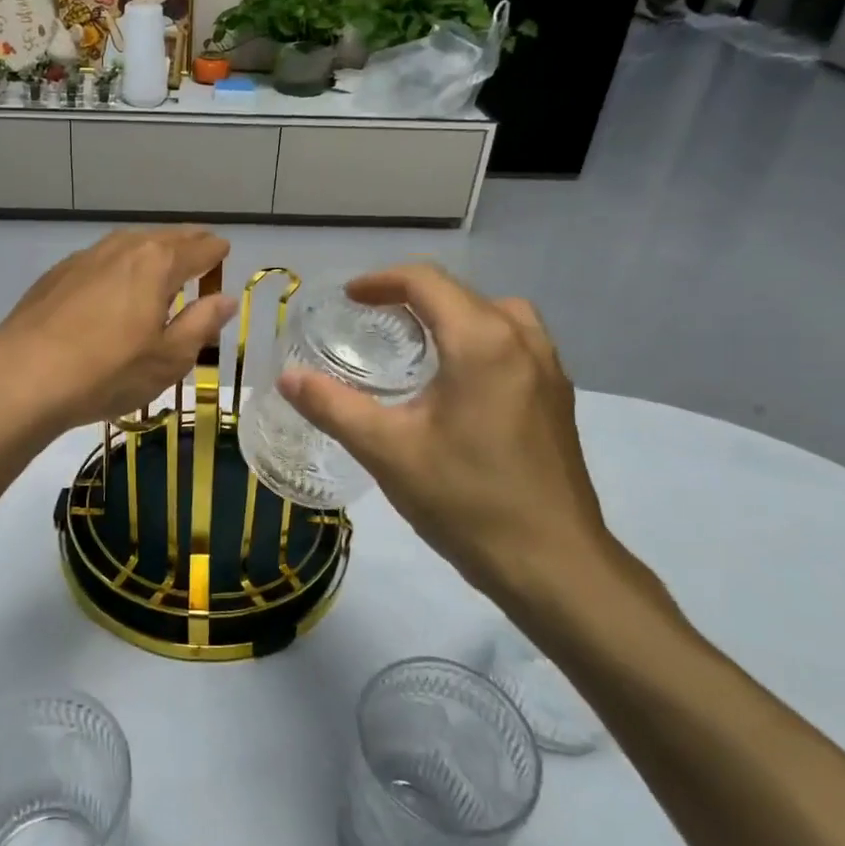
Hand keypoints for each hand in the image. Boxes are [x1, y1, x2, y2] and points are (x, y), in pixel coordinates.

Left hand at [0, 228, 236, 433]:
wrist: (23, 377)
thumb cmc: (108, 371)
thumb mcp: (169, 358)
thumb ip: (201, 323)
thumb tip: (225, 299)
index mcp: (157, 263)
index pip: (200, 249)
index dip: (217, 252)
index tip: (225, 252)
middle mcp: (123, 248)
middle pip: (164, 237)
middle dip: (187, 243)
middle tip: (201, 249)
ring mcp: (85, 257)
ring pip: (129, 243)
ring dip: (151, 250)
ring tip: (161, 263)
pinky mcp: (57, 274)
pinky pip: (101, 259)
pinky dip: (119, 264)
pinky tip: (114, 284)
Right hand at [277, 264, 633, 603]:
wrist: (553, 564)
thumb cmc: (466, 500)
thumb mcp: (387, 451)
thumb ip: (332, 406)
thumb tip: (286, 377)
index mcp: (481, 341)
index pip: (426, 281)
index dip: (381, 281)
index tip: (348, 298)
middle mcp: (521, 339)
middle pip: (461, 293)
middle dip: (412, 296)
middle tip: (372, 321)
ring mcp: (549, 368)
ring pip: (495, 314)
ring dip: (451, 316)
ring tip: (417, 345)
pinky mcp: (558, 397)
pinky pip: (514, 342)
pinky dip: (479, 339)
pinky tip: (457, 384)